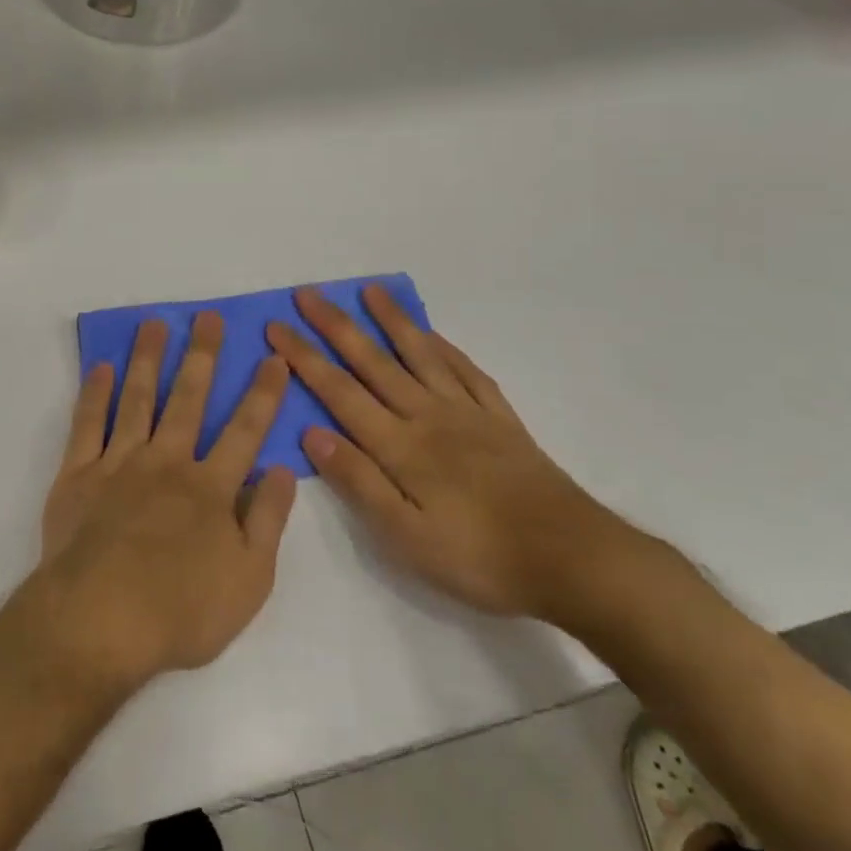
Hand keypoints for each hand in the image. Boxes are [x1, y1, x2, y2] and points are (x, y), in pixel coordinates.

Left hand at [34, 312, 297, 691]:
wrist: (99, 621)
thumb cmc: (181, 611)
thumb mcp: (249, 580)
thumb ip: (268, 520)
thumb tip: (282, 469)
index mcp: (210, 488)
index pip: (245, 431)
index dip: (262, 394)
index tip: (273, 358)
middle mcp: (167, 462)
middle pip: (188, 399)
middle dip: (202, 356)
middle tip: (208, 317)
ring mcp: (119, 463)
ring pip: (138, 399)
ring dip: (148, 359)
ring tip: (154, 323)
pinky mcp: (79, 474)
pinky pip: (87, 424)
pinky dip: (94, 394)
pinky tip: (102, 368)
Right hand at [265, 285, 640, 621]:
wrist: (575, 560)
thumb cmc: (481, 557)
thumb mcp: (406, 537)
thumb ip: (358, 481)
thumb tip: (310, 433)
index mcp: (400, 446)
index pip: (339, 392)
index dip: (304, 358)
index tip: (276, 327)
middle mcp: (428, 416)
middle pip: (373, 362)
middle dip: (335, 326)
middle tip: (307, 293)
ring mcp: (468, 413)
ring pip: (420, 355)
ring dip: (391, 320)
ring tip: (369, 290)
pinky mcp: (502, 420)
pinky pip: (468, 372)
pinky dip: (445, 347)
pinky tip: (432, 334)